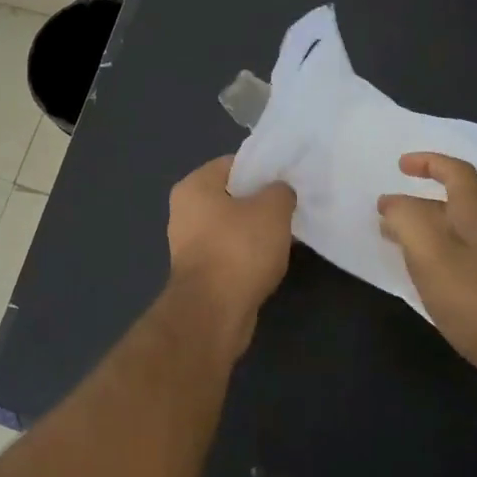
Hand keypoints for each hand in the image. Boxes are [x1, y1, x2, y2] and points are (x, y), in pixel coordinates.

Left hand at [166, 155, 295, 342]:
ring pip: (233, 226)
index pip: (233, 164)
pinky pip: (231, 252)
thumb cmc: (239, 249)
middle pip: (232, 196)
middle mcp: (185, 211)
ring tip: (288, 235)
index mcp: (194, 186)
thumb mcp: (272, 209)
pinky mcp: (200, 273)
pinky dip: (250, 254)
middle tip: (292, 207)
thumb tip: (279, 193)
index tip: (288, 180)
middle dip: (262, 202)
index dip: (263, 169)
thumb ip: (280, 191)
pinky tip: (272, 261)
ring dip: (257, 231)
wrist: (214, 312)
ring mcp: (190, 244)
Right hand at [378, 152, 476, 395]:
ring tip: (391, 241)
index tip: (400, 166)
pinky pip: (453, 260)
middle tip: (384, 213)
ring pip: (450, 234)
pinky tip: (417, 276)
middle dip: (416, 202)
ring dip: (420, 230)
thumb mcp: (430, 252)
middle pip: (451, 204)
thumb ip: (406, 220)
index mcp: (473, 216)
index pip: (456, 173)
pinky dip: (429, 257)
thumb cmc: (475, 298)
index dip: (430, 162)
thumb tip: (391, 204)